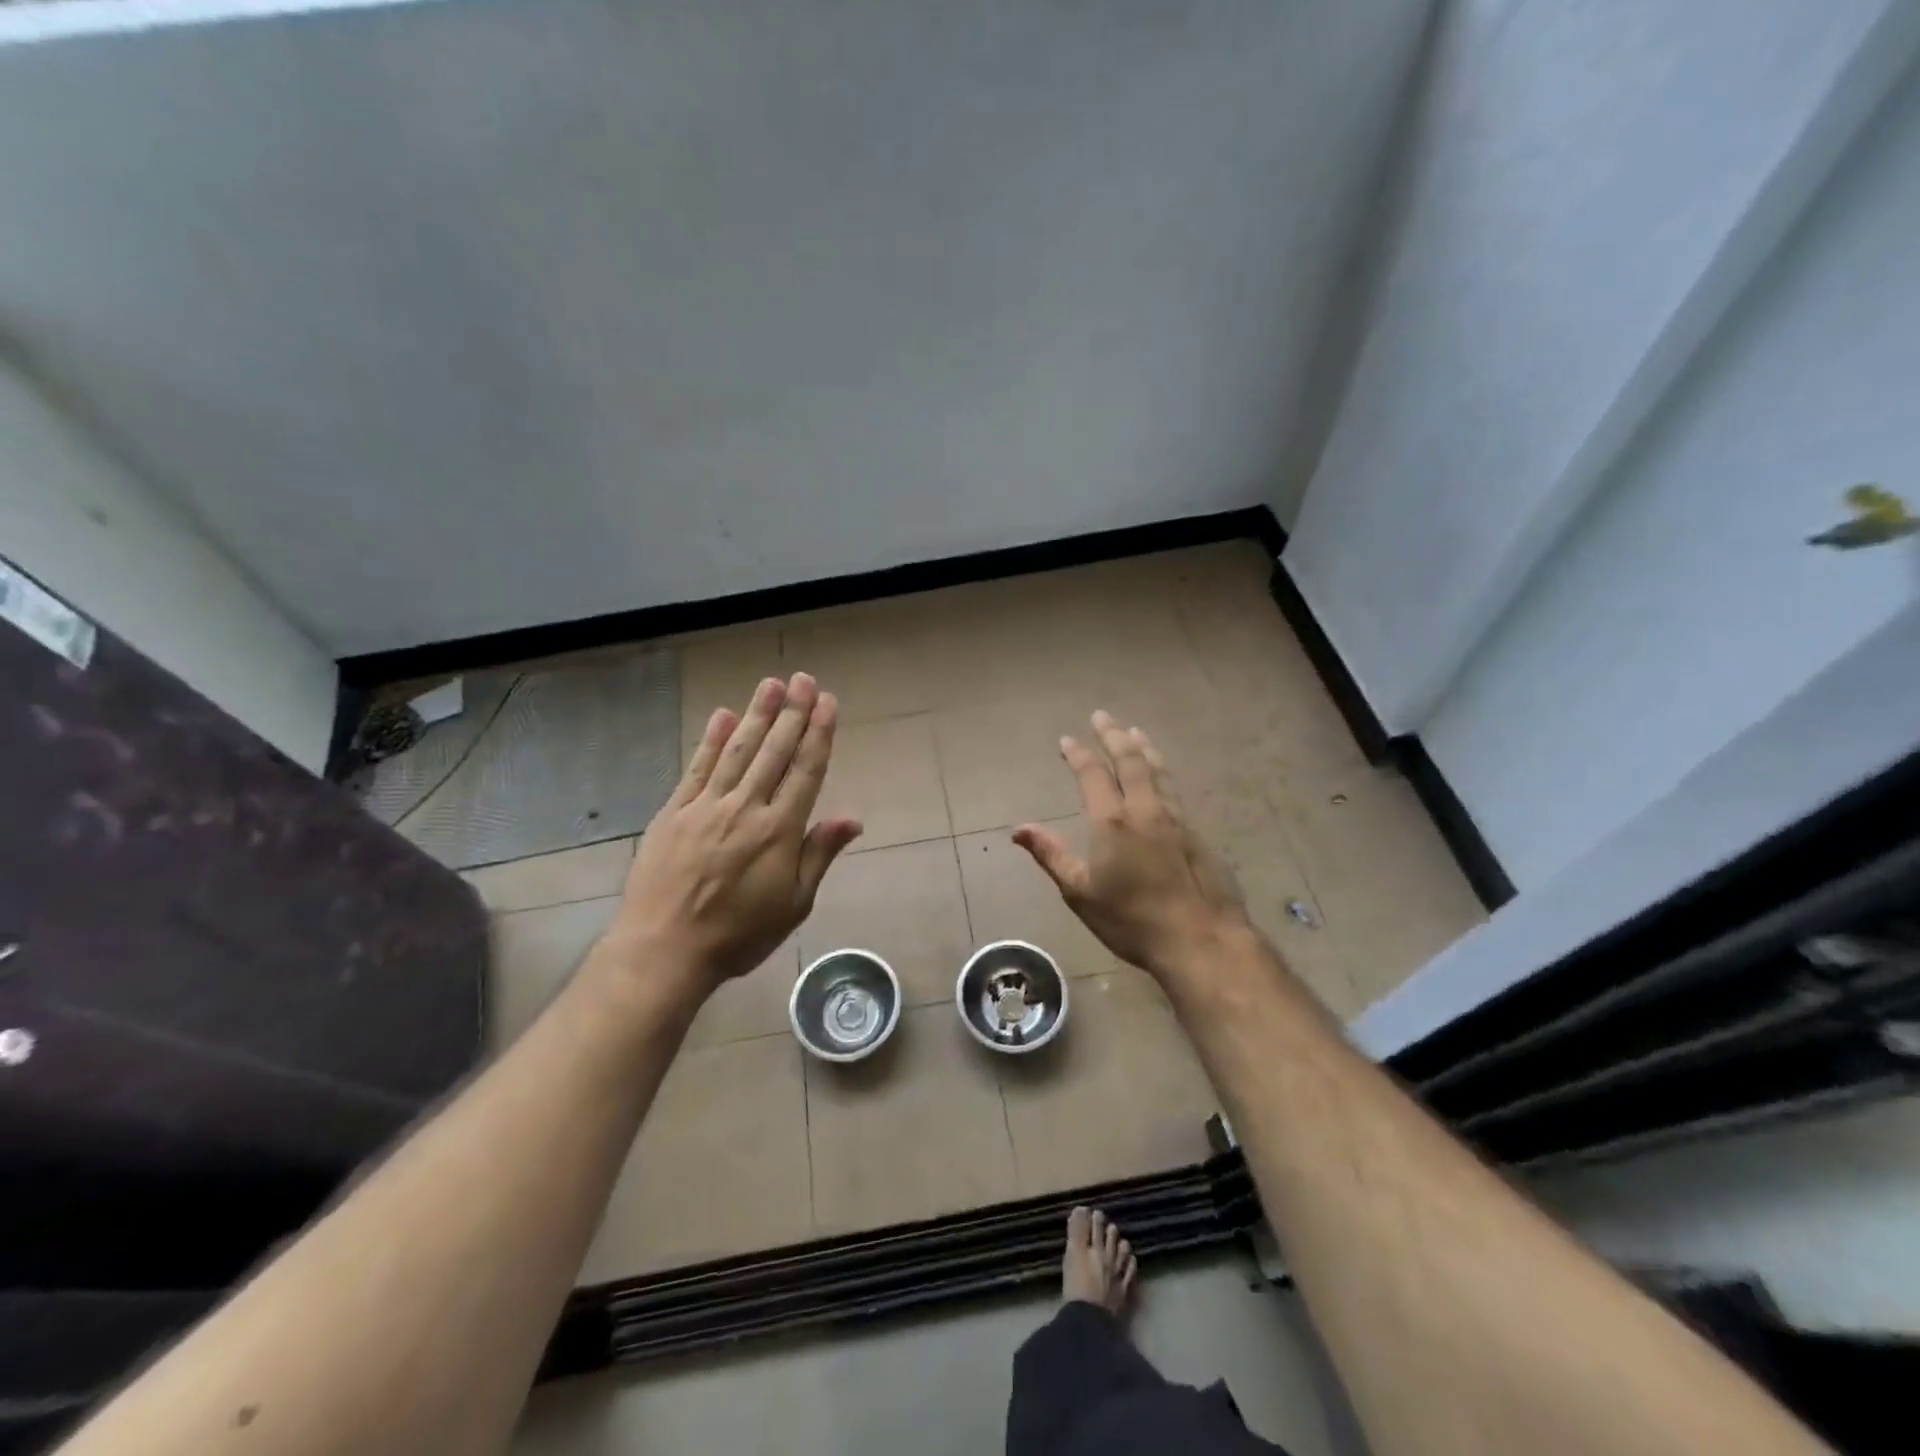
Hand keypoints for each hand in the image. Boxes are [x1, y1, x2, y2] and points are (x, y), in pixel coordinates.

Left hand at [607, 673, 861, 991]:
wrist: (663, 950)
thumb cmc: (738, 934)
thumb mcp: (794, 904)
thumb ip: (819, 854)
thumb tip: (853, 818)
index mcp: (778, 831)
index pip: (805, 771)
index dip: (818, 734)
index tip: (828, 703)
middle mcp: (745, 808)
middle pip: (774, 752)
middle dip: (792, 713)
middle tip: (804, 679)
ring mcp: (707, 806)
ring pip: (738, 751)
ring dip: (756, 715)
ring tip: (771, 684)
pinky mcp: (675, 812)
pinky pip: (697, 768)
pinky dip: (711, 740)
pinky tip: (722, 715)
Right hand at [1015, 710, 1252, 978]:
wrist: (1200, 939)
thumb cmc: (1131, 919)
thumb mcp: (1081, 892)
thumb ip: (1052, 855)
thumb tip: (1018, 829)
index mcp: (1113, 822)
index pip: (1093, 775)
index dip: (1078, 754)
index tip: (1067, 739)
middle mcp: (1145, 810)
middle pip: (1130, 760)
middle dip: (1113, 735)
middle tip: (1102, 716)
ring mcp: (1176, 819)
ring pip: (1158, 770)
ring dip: (1143, 746)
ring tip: (1134, 730)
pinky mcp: (1196, 833)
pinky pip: (1174, 788)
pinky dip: (1162, 770)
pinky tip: (1162, 774)